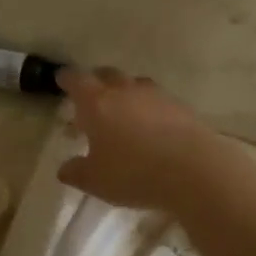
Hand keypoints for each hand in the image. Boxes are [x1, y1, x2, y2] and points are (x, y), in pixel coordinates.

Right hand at [56, 67, 228, 214]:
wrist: (194, 170)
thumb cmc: (133, 172)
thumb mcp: (95, 180)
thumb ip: (76, 172)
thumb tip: (65, 168)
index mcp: (96, 102)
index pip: (75, 80)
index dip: (66, 79)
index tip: (61, 81)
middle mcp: (124, 90)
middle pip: (106, 75)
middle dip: (96, 83)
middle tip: (91, 99)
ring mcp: (155, 95)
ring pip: (134, 85)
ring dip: (125, 94)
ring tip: (122, 114)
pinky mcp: (180, 106)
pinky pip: (157, 100)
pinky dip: (148, 108)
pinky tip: (150, 127)